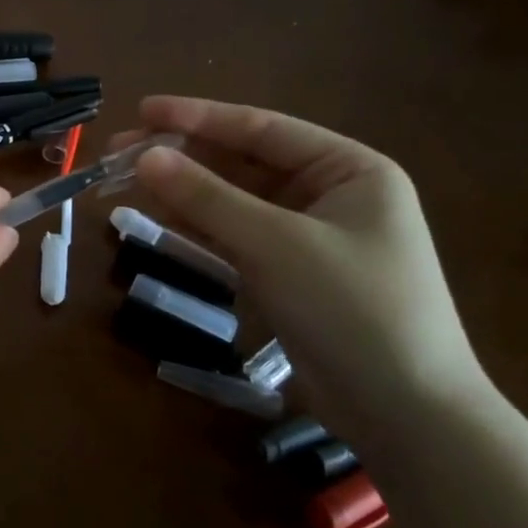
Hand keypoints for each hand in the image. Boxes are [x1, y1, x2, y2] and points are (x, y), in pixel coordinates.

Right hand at [114, 96, 492, 453]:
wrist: (406, 417)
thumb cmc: (353, 310)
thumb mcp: (276, 245)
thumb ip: (207, 197)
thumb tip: (146, 156)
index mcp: (349, 169)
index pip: (262, 129)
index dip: (198, 117)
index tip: (143, 109)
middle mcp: (330, 194)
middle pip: (243, 162)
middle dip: (182, 155)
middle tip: (120, 150)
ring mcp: (308, 236)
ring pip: (233, 200)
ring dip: (183, 190)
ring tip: (124, 179)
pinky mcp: (289, 274)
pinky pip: (234, 235)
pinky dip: (197, 225)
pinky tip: (156, 214)